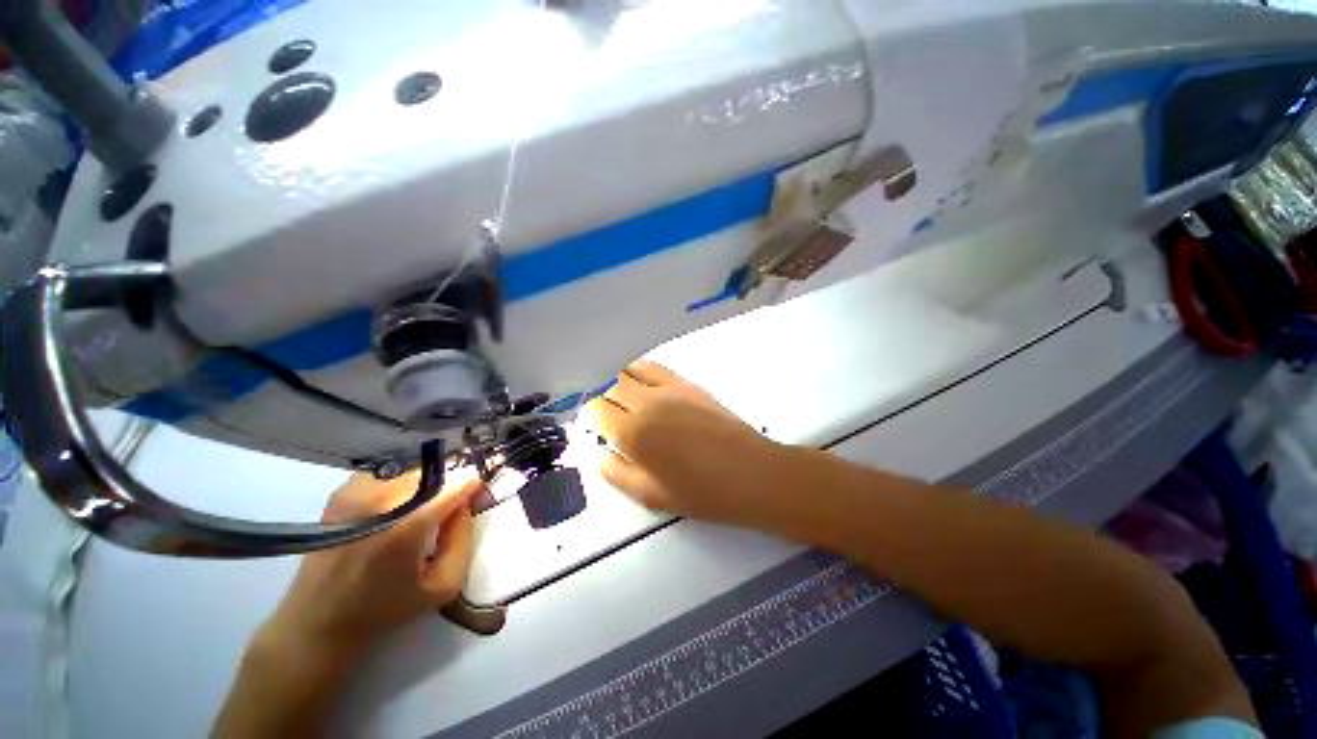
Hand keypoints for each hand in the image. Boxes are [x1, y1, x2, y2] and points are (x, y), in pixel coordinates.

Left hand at [214, 472, 483, 738]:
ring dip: (426, 485)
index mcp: (408, 524)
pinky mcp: (342, 490)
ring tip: (419, 512)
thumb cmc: (385, 608)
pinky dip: (401, 485)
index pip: (458, 481)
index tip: (479, 495)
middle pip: (436, 472)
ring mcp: (357, 490)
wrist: (317, 620)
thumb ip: (464, 539)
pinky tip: (394, 510)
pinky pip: (389, 474)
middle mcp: (382, 498)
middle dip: (449, 486)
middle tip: (449, 510)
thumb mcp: (443, 586)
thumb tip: (466, 505)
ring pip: (413, 470)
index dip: (474, 485)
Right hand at [586, 361, 785, 526]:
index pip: (596, 409)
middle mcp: (645, 403)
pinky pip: (653, 367)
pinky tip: (646, 387)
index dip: (593, 417)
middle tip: (612, 417)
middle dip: (604, 400)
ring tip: (626, 400)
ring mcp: (667, 388)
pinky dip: (640, 372)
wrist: (750, 473)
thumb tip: (600, 455)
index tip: (599, 427)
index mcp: (632, 433)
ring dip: (620, 383)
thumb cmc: (701, 492)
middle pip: (609, 387)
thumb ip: (617, 473)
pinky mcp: (687, 383)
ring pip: (628, 371)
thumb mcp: (651, 496)